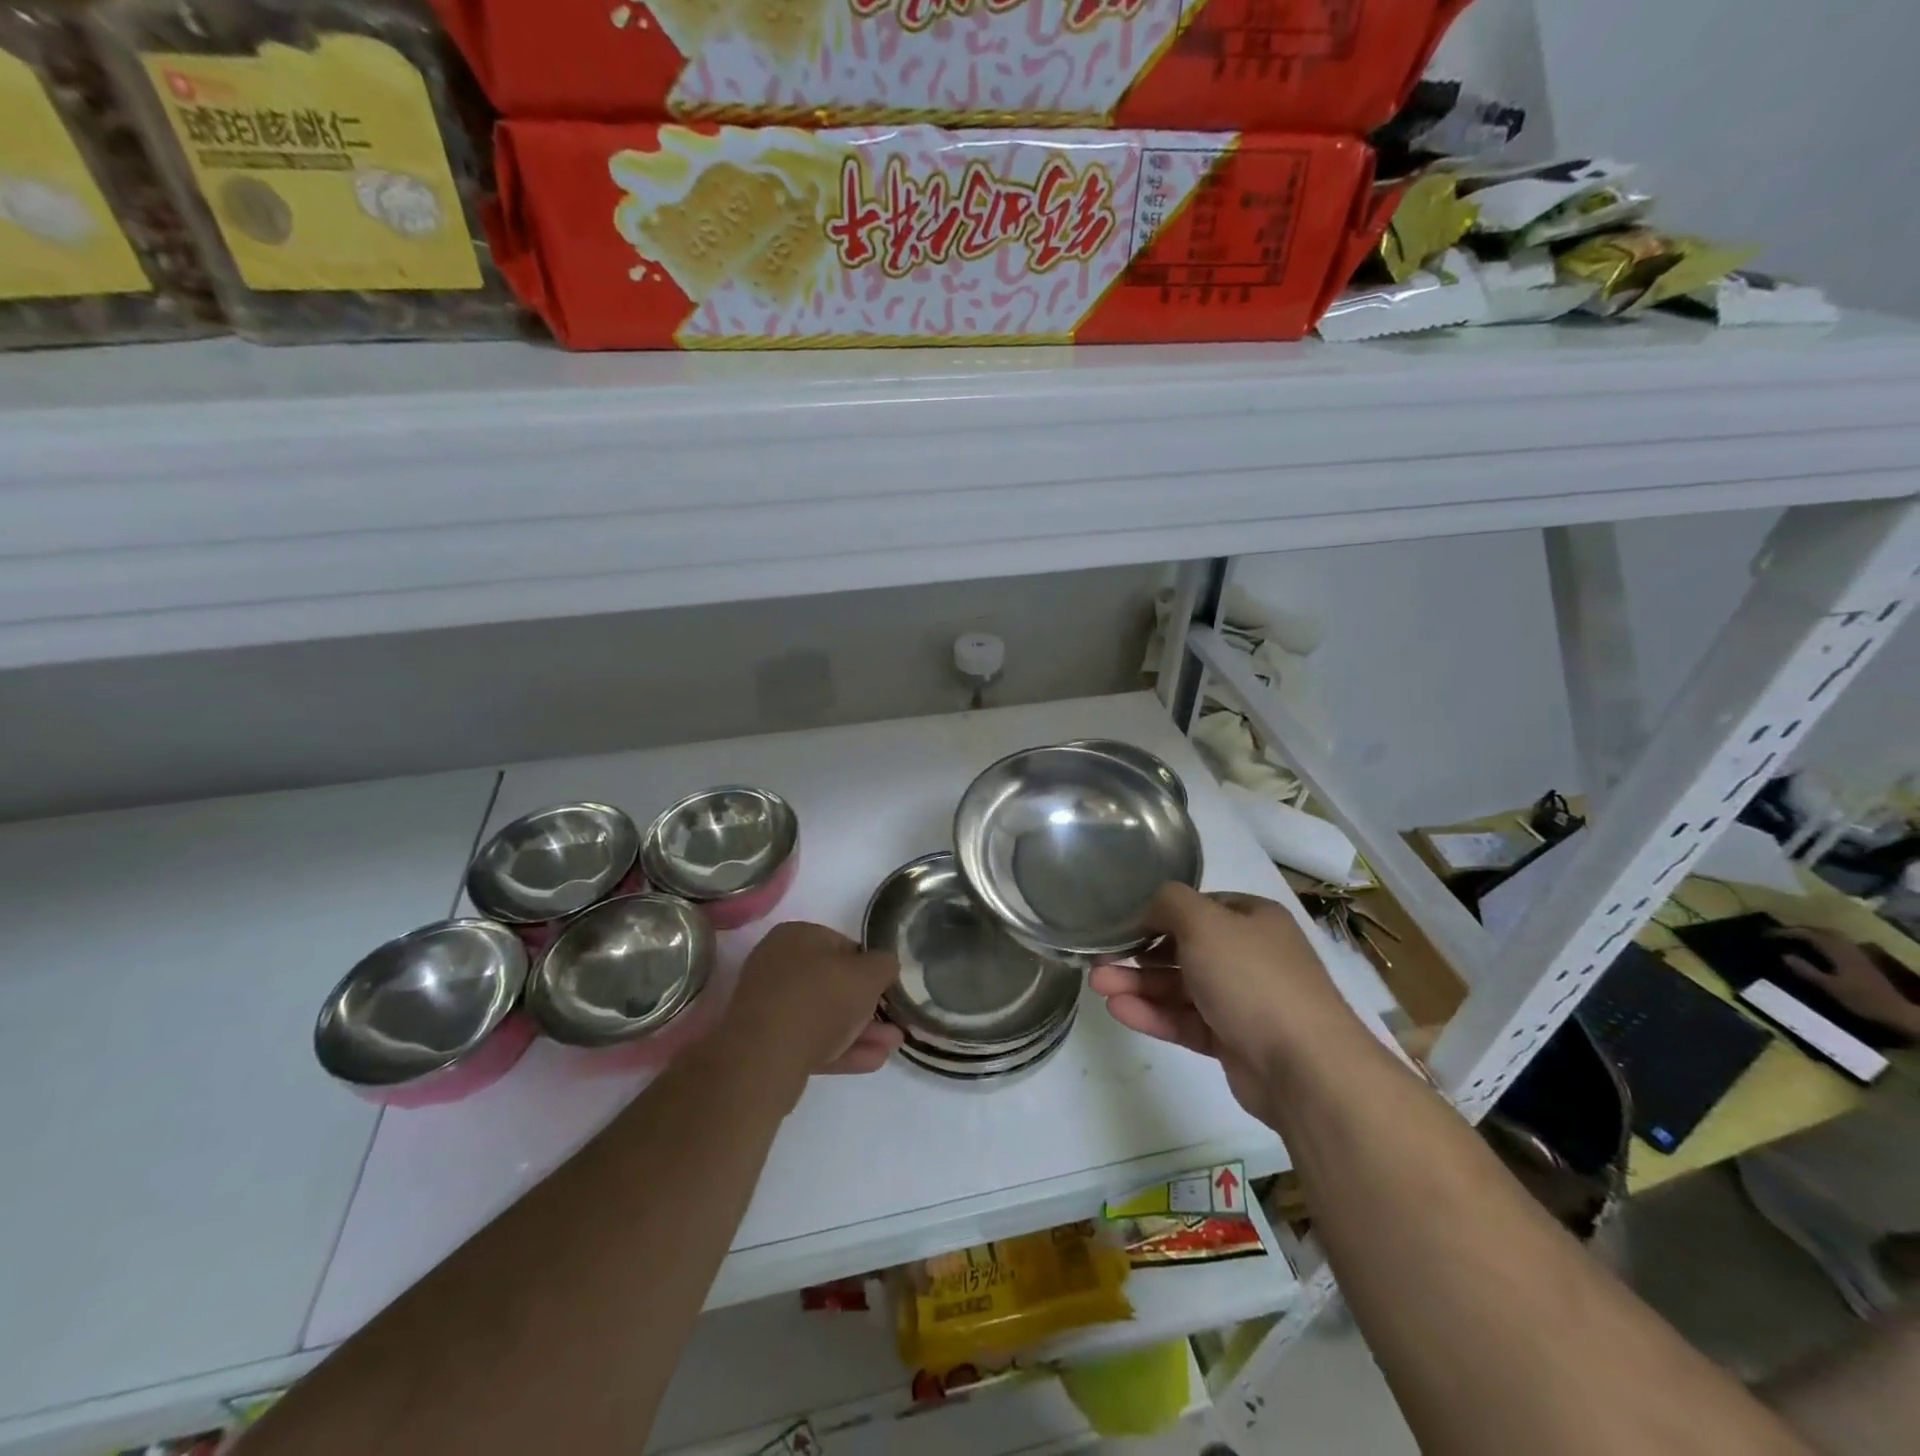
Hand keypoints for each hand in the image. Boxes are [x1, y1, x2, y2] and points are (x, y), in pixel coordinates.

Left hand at [723, 922, 904, 1081]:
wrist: (764, 1058)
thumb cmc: (820, 999)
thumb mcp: (868, 974)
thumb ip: (884, 964)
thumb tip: (885, 965)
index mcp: (796, 936)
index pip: (843, 945)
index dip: (869, 966)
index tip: (886, 987)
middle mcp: (777, 964)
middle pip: (832, 983)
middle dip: (867, 1004)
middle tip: (894, 1021)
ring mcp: (769, 1005)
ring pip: (823, 1015)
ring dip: (860, 1029)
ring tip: (892, 1045)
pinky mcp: (766, 1043)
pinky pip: (810, 1040)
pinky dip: (841, 1048)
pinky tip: (873, 1061)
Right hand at [1090, 884, 1373, 1122]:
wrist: (1304, 1067)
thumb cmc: (1252, 978)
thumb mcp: (1204, 923)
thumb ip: (1169, 903)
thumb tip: (1150, 907)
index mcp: (1253, 920)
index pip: (1199, 907)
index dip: (1159, 913)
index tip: (1122, 923)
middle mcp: (1249, 956)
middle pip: (1184, 948)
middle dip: (1139, 953)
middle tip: (1099, 958)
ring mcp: (1242, 1001)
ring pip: (1180, 987)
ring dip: (1138, 984)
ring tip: (1097, 984)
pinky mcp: (1232, 1041)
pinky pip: (1185, 1020)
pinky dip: (1153, 1014)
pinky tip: (1119, 1010)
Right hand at [1771, 927, 1919, 1038]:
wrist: (1898, 1013)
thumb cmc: (1861, 1000)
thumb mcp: (1828, 987)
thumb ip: (1806, 970)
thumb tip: (1783, 955)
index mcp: (1838, 951)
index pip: (1809, 934)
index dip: (1786, 932)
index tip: (1767, 935)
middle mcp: (1849, 948)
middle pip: (1821, 931)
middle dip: (1798, 930)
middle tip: (1778, 934)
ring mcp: (1858, 954)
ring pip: (1831, 936)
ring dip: (1811, 934)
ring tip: (1794, 938)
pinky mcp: (1862, 961)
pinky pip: (1838, 943)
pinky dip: (1823, 941)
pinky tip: (1817, 949)